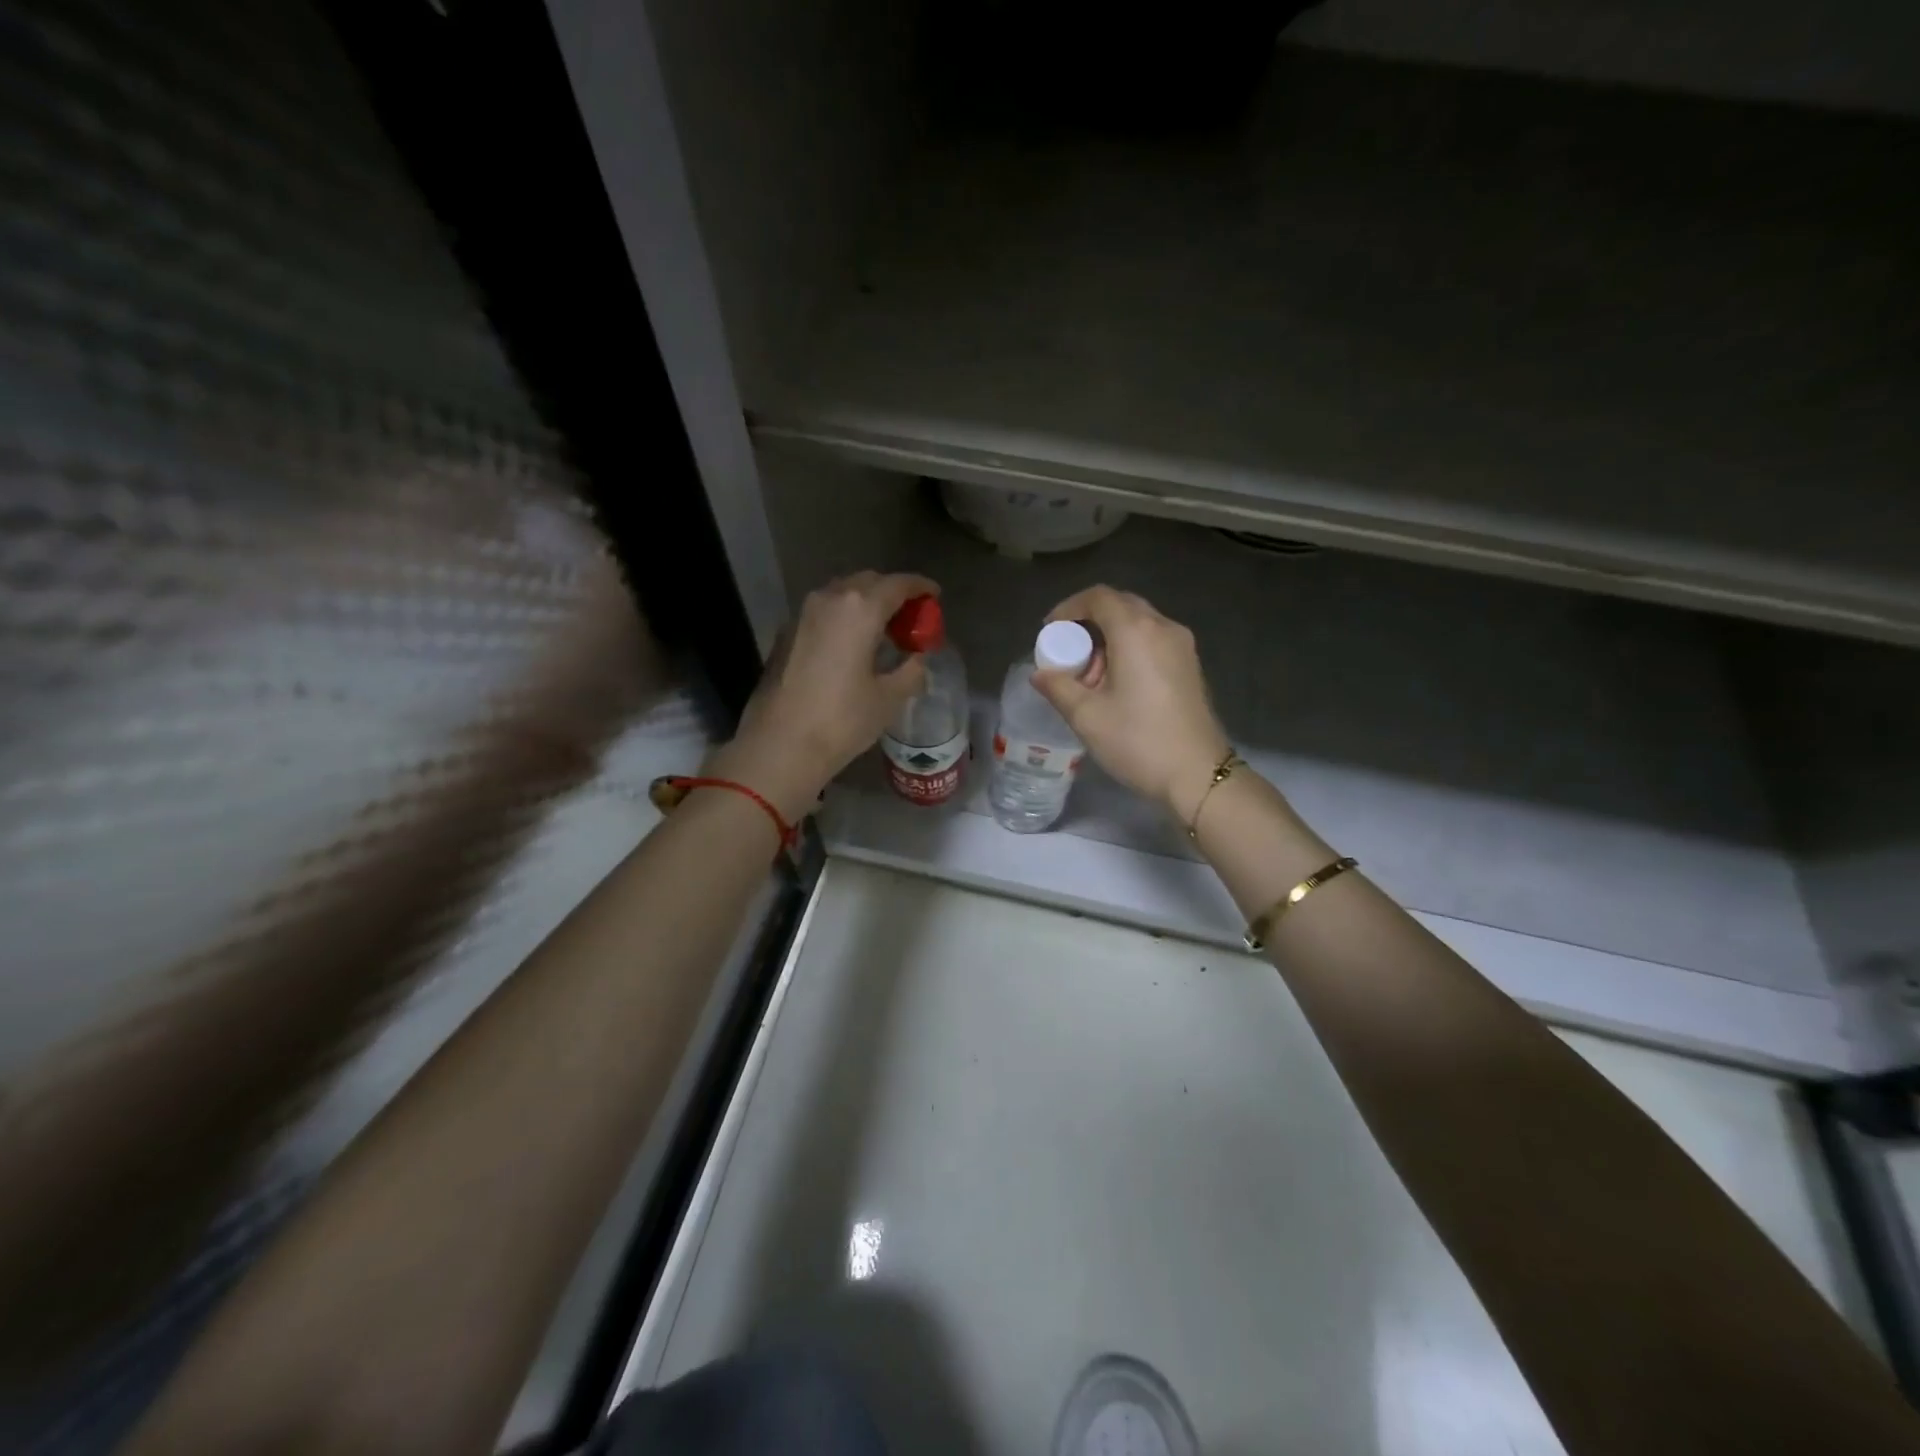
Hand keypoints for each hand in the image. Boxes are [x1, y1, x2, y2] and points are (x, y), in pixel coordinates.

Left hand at [709, 572, 937, 818]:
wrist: (780, 744)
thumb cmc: (842, 720)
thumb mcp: (888, 698)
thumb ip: (910, 671)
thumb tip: (917, 659)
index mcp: (860, 609)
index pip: (897, 584)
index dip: (920, 587)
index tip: (934, 595)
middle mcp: (829, 599)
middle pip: (867, 583)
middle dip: (891, 594)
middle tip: (909, 617)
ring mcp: (802, 614)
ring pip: (841, 595)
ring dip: (865, 604)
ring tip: (883, 631)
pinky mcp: (785, 633)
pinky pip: (823, 613)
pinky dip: (843, 618)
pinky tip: (852, 645)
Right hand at [1032, 586, 1230, 821]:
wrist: (1198, 775)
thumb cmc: (1138, 742)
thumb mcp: (1087, 717)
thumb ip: (1058, 687)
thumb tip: (1040, 674)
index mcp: (1136, 632)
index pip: (1099, 597)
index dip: (1069, 607)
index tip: (1050, 631)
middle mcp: (1163, 628)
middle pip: (1121, 606)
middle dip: (1089, 623)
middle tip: (1068, 653)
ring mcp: (1182, 646)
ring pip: (1139, 624)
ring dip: (1109, 638)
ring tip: (1090, 676)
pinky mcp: (1190, 666)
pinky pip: (1153, 641)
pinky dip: (1129, 650)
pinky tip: (1117, 684)